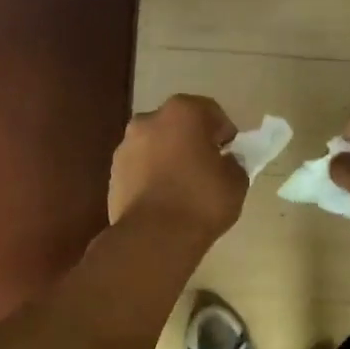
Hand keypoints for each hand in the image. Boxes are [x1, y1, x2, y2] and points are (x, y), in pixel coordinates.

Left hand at [108, 95, 247, 245]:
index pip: (211, 113)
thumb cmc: (201, 201)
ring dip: (169, 158)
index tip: (230, 155)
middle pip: (179, 125)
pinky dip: (152, 176)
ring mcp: (126, 145)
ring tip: (182, 188)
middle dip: (193, 142)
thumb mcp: (236, 182)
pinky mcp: (113, 172)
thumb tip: (225, 162)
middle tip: (207, 169)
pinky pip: (141, 167)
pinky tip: (163, 200)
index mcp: (183, 112)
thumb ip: (233, 163)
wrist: (153, 237)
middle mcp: (149, 120)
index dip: (224, 134)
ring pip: (156, 146)